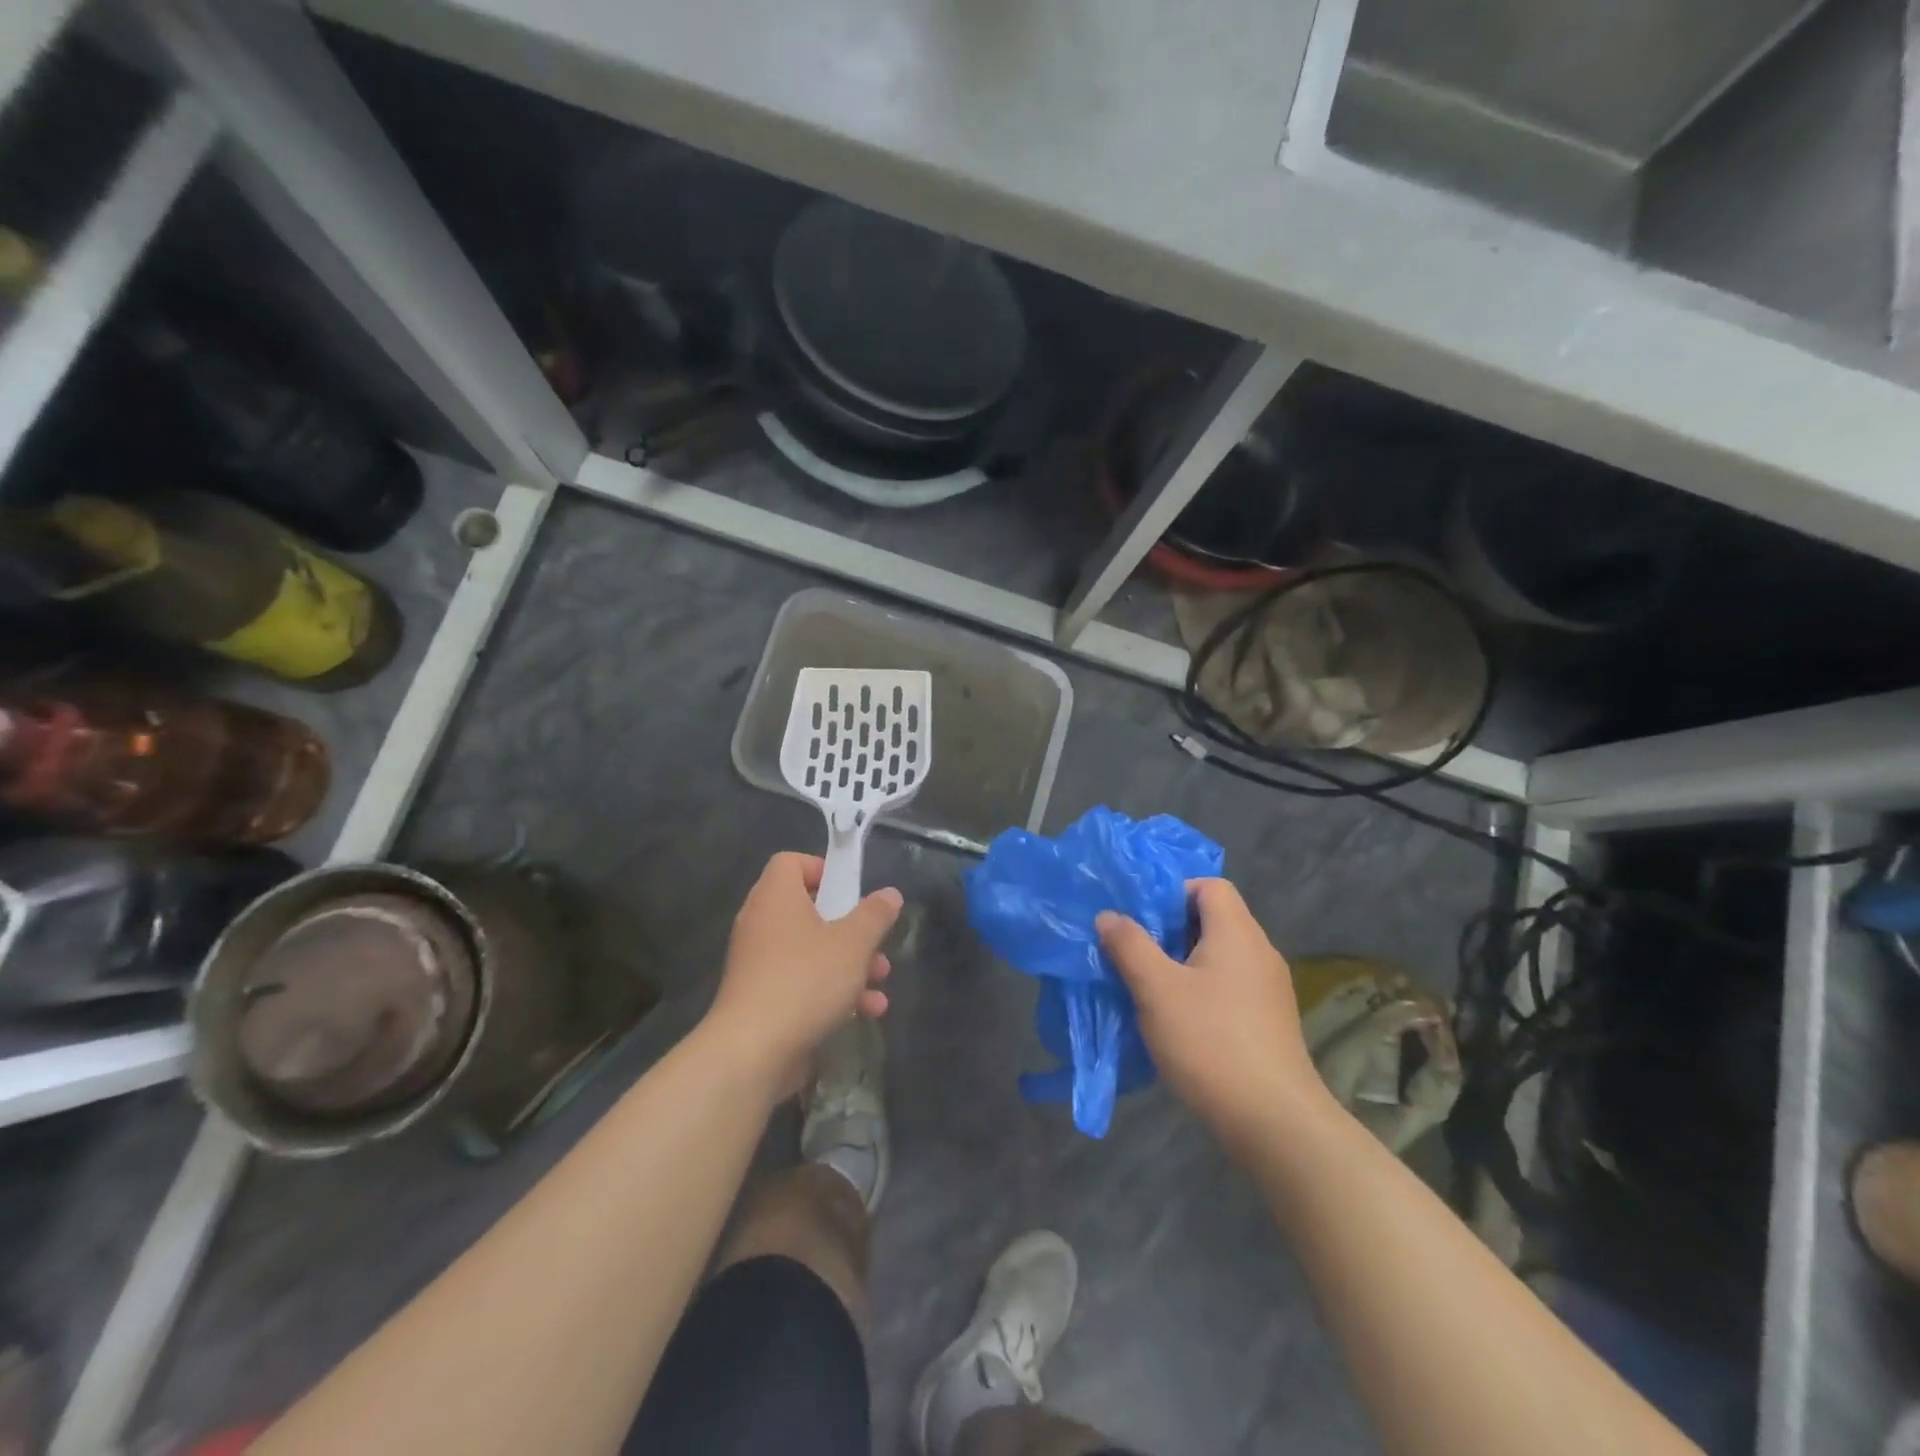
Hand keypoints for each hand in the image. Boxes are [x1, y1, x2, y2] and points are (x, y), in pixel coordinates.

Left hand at [705, 852, 900, 1097]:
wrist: (753, 1052)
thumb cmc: (805, 980)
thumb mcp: (853, 943)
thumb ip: (875, 915)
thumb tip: (889, 894)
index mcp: (776, 897)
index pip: (791, 862)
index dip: (823, 869)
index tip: (851, 891)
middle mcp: (762, 924)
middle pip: (809, 910)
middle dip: (851, 928)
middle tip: (875, 941)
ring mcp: (759, 964)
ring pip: (811, 951)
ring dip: (850, 964)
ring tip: (880, 980)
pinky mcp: (763, 1000)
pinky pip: (802, 983)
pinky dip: (832, 992)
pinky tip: (865, 1011)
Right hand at [1098, 879, 1331, 1154]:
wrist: (1275, 1122)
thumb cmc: (1210, 1042)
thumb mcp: (1156, 989)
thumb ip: (1130, 945)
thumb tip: (1109, 915)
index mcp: (1237, 933)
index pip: (1209, 886)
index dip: (1172, 891)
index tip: (1140, 918)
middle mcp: (1259, 952)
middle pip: (1213, 920)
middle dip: (1169, 931)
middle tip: (1134, 951)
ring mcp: (1269, 990)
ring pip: (1219, 957)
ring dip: (1182, 964)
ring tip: (1148, 987)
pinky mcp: (1270, 1023)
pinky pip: (1229, 988)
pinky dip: (1201, 992)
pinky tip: (1177, 1021)